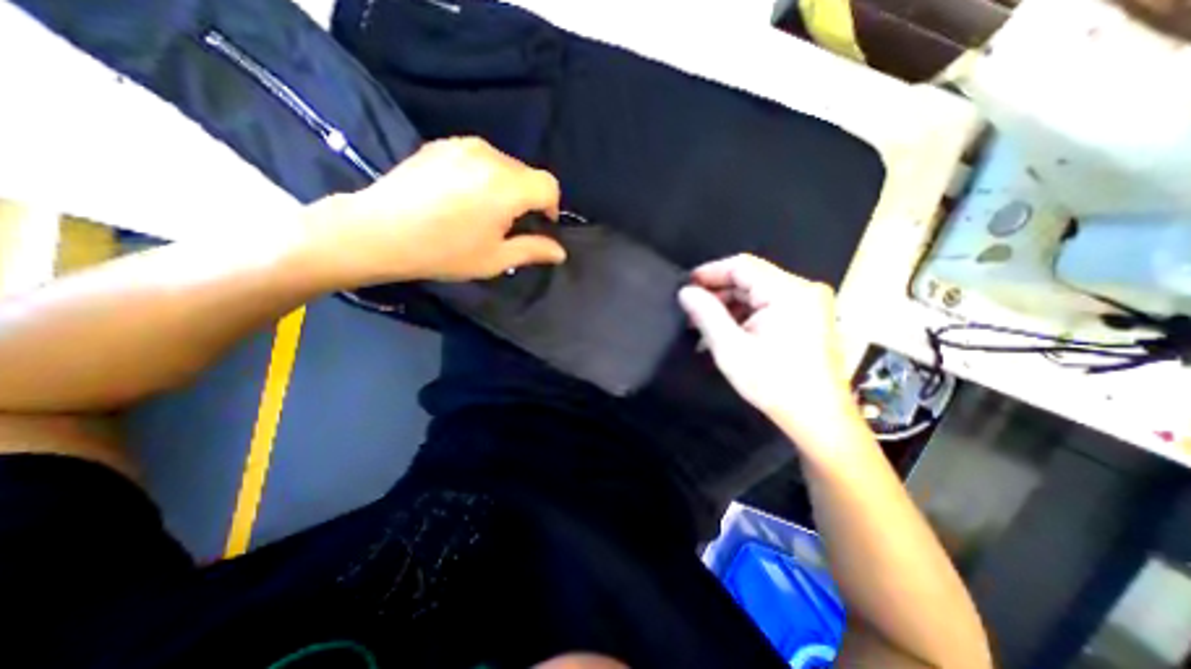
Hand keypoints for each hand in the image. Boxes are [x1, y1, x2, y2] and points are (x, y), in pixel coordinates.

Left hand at [304, 135, 569, 280]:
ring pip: (504, 164)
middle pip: (527, 173)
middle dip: (528, 198)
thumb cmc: (443, 251)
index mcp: (507, 186)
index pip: (549, 185)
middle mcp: (489, 156)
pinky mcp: (442, 144)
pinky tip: (462, 196)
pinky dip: (483, 175)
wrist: (378, 231)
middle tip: (508, 224)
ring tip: (484, 210)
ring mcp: (462, 145)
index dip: (551, 207)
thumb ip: (533, 250)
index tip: (539, 225)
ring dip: (506, 186)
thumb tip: (560, 252)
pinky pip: (479, 157)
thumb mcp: (495, 259)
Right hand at [673, 254, 861, 445]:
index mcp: (789, 292)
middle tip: (691, 313)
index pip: (742, 266)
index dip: (710, 272)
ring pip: (757, 293)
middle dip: (718, 294)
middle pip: (750, 279)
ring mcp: (808, 304)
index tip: (685, 286)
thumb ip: (706, 314)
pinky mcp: (807, 317)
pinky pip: (768, 306)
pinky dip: (745, 317)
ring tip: (703, 328)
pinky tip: (726, 333)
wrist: (818, 418)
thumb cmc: (774, 383)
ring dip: (729, 308)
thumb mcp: (731, 348)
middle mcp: (803, 290)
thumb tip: (686, 292)